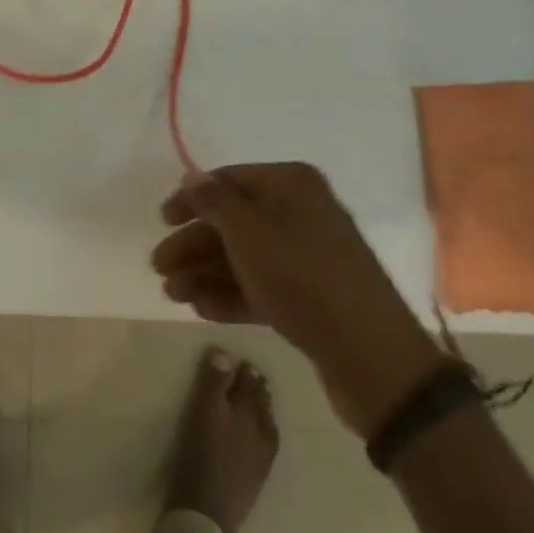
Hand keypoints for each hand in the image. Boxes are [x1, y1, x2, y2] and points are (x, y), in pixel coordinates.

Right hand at [152, 162, 446, 435]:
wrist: (374, 357)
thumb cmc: (301, 276)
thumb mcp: (247, 232)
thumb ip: (213, 201)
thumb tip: (193, 175)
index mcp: (290, 184)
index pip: (228, 180)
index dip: (191, 199)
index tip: (162, 221)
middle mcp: (301, 212)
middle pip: (234, 222)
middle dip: (194, 245)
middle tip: (159, 268)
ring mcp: (309, 256)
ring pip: (245, 257)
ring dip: (206, 272)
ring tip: (173, 293)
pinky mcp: (314, 297)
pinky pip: (263, 285)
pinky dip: (232, 293)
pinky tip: (201, 308)